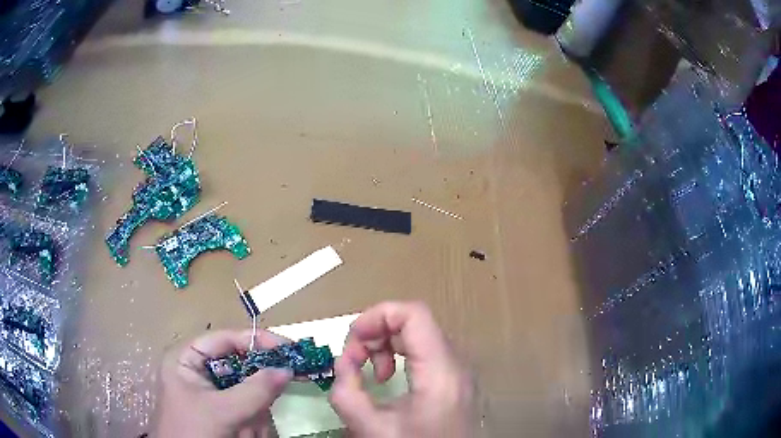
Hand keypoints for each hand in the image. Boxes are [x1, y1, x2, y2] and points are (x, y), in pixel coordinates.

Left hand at [154, 330, 292, 437]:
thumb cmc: (194, 432)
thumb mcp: (223, 411)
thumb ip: (255, 390)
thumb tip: (287, 369)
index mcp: (187, 358)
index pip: (225, 339)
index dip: (257, 340)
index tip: (288, 349)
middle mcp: (198, 370)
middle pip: (240, 368)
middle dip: (255, 393)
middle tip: (266, 405)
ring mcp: (210, 392)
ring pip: (247, 392)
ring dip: (253, 414)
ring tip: (243, 432)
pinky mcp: (220, 409)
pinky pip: (246, 409)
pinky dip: (252, 423)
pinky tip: (243, 435)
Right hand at [329, 301, 476, 437]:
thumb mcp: (371, 429)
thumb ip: (347, 393)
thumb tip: (342, 364)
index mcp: (441, 372)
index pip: (413, 313)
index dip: (377, 316)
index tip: (352, 340)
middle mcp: (457, 364)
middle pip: (415, 322)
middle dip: (377, 334)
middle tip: (356, 362)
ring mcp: (460, 371)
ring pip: (420, 336)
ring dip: (388, 346)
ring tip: (374, 375)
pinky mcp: (457, 381)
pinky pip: (427, 353)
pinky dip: (402, 357)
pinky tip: (390, 380)